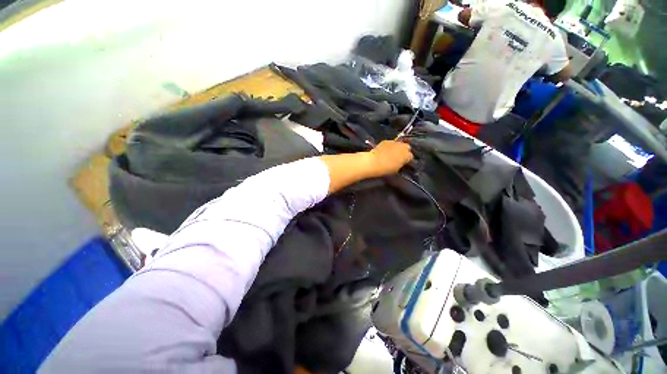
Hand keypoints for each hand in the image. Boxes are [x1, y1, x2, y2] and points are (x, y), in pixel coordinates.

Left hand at [367, 140, 413, 175]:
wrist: (374, 162)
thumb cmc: (386, 169)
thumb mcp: (397, 169)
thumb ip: (401, 165)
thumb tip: (401, 163)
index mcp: (407, 155)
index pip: (411, 157)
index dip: (407, 160)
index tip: (403, 163)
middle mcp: (403, 146)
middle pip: (407, 147)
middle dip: (404, 151)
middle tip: (398, 157)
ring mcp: (394, 142)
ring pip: (399, 144)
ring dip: (397, 148)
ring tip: (391, 153)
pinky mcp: (386, 140)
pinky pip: (390, 143)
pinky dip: (389, 146)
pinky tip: (384, 151)